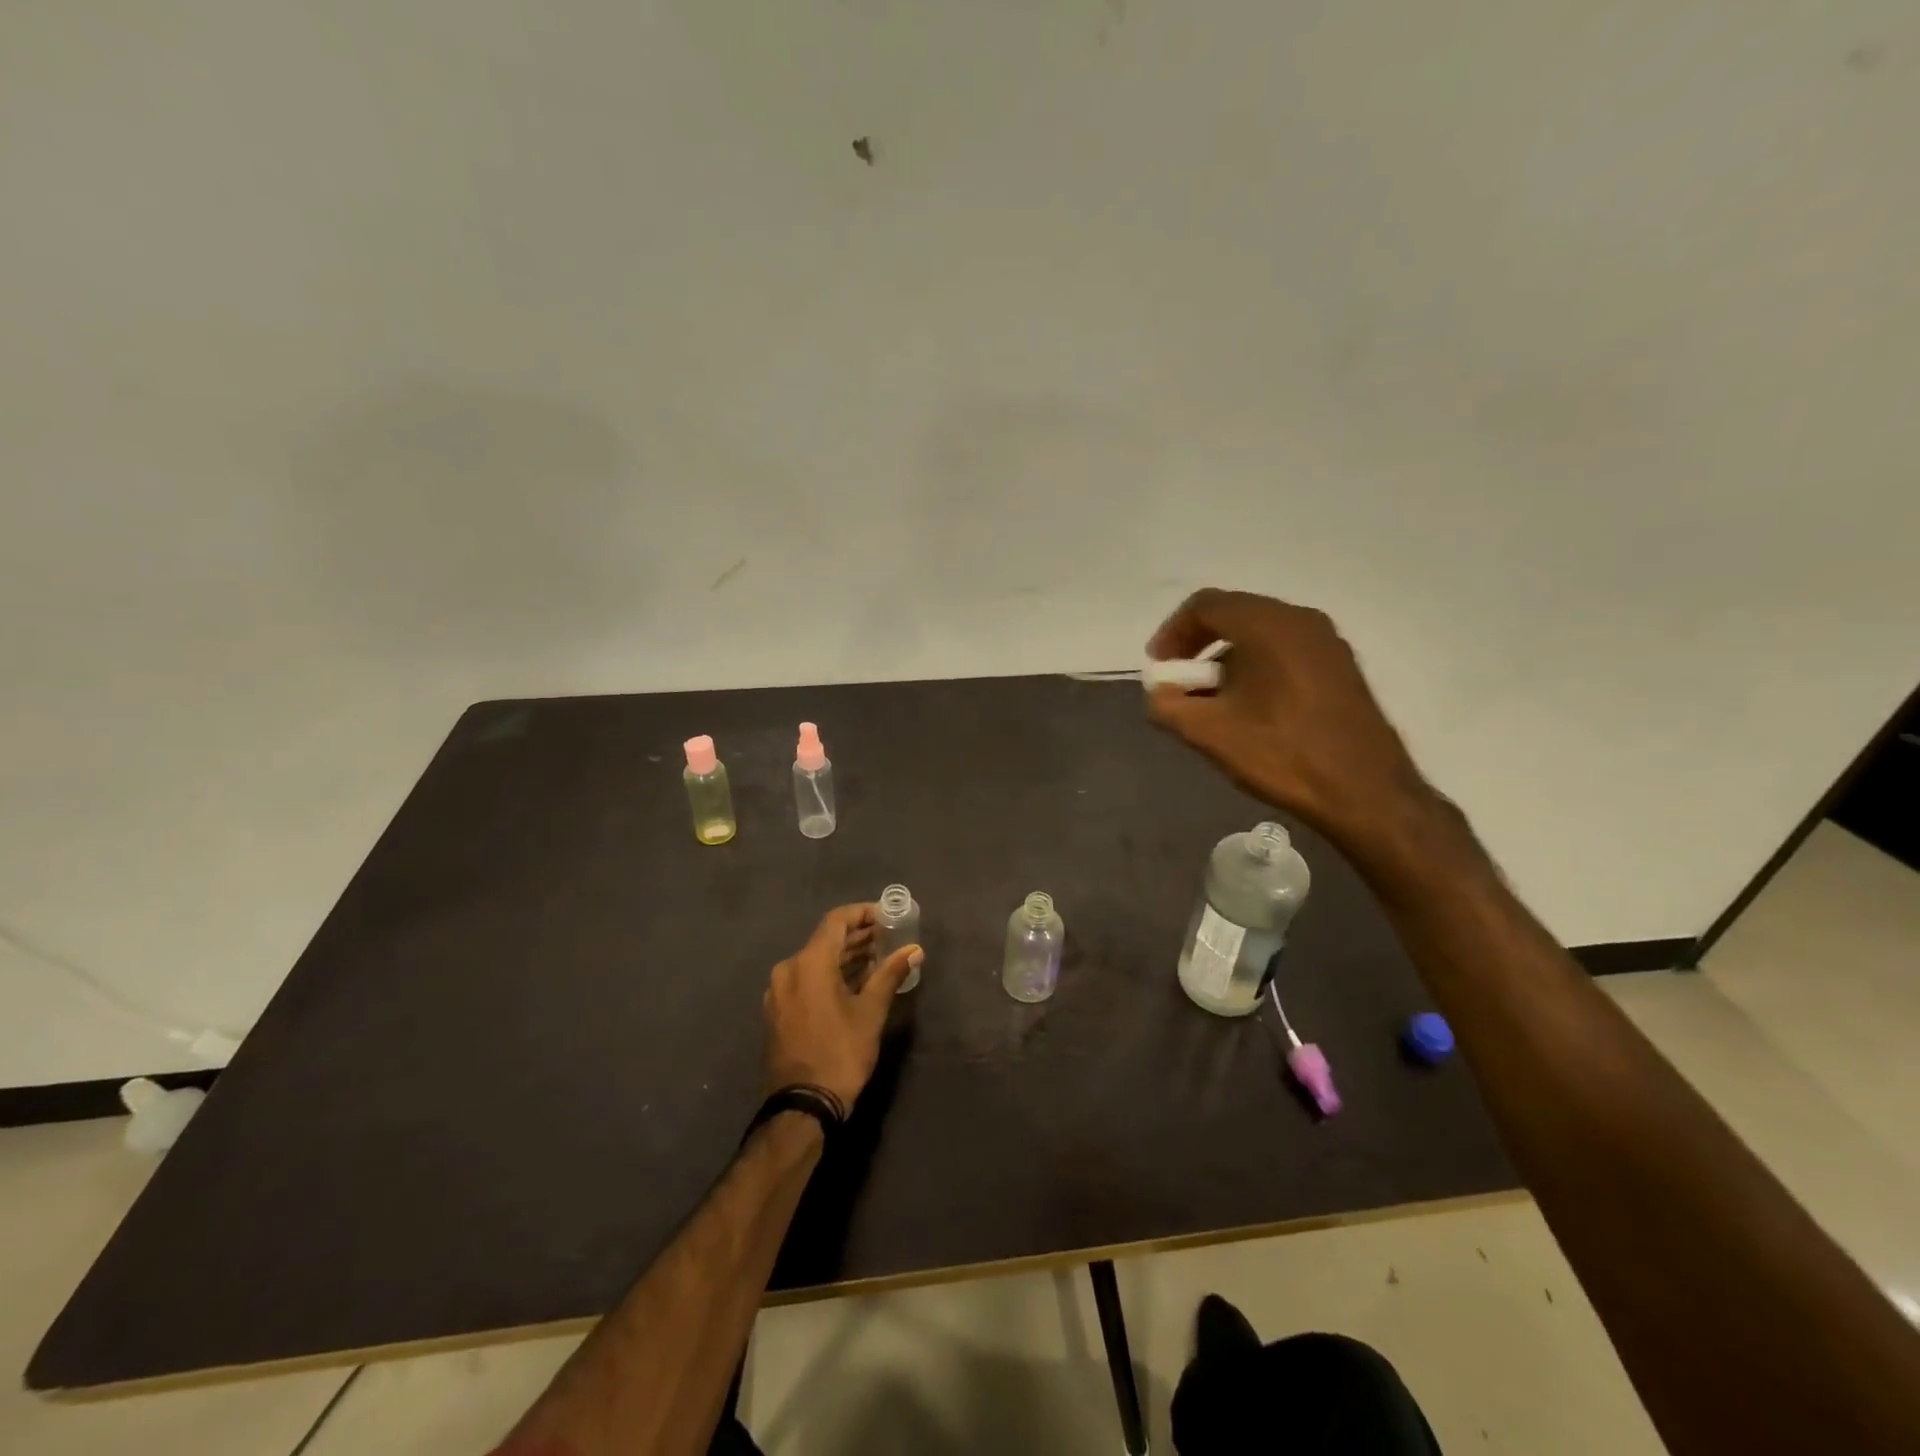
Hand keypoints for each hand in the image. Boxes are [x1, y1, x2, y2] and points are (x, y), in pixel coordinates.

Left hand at [762, 903, 922, 1112]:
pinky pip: (806, 979)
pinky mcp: (778, 1010)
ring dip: (845, 956)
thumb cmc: (840, 1053)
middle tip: (889, 937)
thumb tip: (915, 949)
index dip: (863, 913)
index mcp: (809, 963)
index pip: (837, 920)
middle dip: (858, 936)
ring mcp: (779, 991)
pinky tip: (854, 983)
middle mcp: (788, 969)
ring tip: (878, 958)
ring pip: (815, 960)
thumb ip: (891, 974)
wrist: (801, 1107)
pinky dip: (830, 974)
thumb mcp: (871, 1012)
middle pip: (826, 939)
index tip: (888, 916)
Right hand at [1147, 589, 1433, 845]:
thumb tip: (1160, 693)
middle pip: (1234, 615)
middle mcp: (1301, 621)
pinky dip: (1256, 669)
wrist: (1366, 793)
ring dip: (1227, 660)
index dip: (1172, 632)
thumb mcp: (1209, 733)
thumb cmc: (1282, 753)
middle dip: (1198, 646)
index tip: (1159, 669)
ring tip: (1213, 703)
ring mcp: (1327, 643)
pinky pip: (1285, 652)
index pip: (1205, 605)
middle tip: (1181, 684)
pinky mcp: (1341, 668)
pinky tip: (1251, 711)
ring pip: (1261, 635)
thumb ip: (1168, 705)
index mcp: (1268, 625)